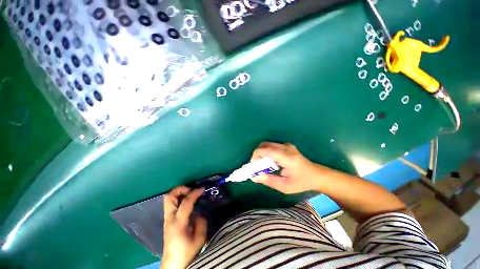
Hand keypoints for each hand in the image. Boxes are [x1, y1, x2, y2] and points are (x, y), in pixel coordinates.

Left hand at [161, 186, 206, 268]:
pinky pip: (170, 204)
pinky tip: (186, 202)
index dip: (195, 193)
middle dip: (180, 189)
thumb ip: (201, 222)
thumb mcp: (200, 239)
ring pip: (168, 199)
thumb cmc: (187, 252)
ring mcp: (167, 219)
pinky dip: (177, 198)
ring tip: (189, 193)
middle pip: (169, 197)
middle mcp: (170, 219)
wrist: (173, 264)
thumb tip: (199, 212)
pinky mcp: (167, 221)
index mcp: (178, 223)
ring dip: (178, 193)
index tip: (202, 188)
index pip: (186, 202)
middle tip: (191, 189)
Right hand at [250, 142, 323, 193]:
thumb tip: (254, 177)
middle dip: (258, 153)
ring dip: (262, 152)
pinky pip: (273, 145)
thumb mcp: (285, 186)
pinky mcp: (287, 145)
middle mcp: (286, 148)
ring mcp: (287, 145)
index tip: (254, 165)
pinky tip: (272, 161)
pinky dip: (268, 151)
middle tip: (258, 165)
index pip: (266, 150)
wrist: (316, 175)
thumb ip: (269, 181)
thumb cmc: (301, 182)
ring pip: (268, 144)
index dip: (256, 155)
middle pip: (265, 144)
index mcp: (286, 158)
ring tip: (265, 164)